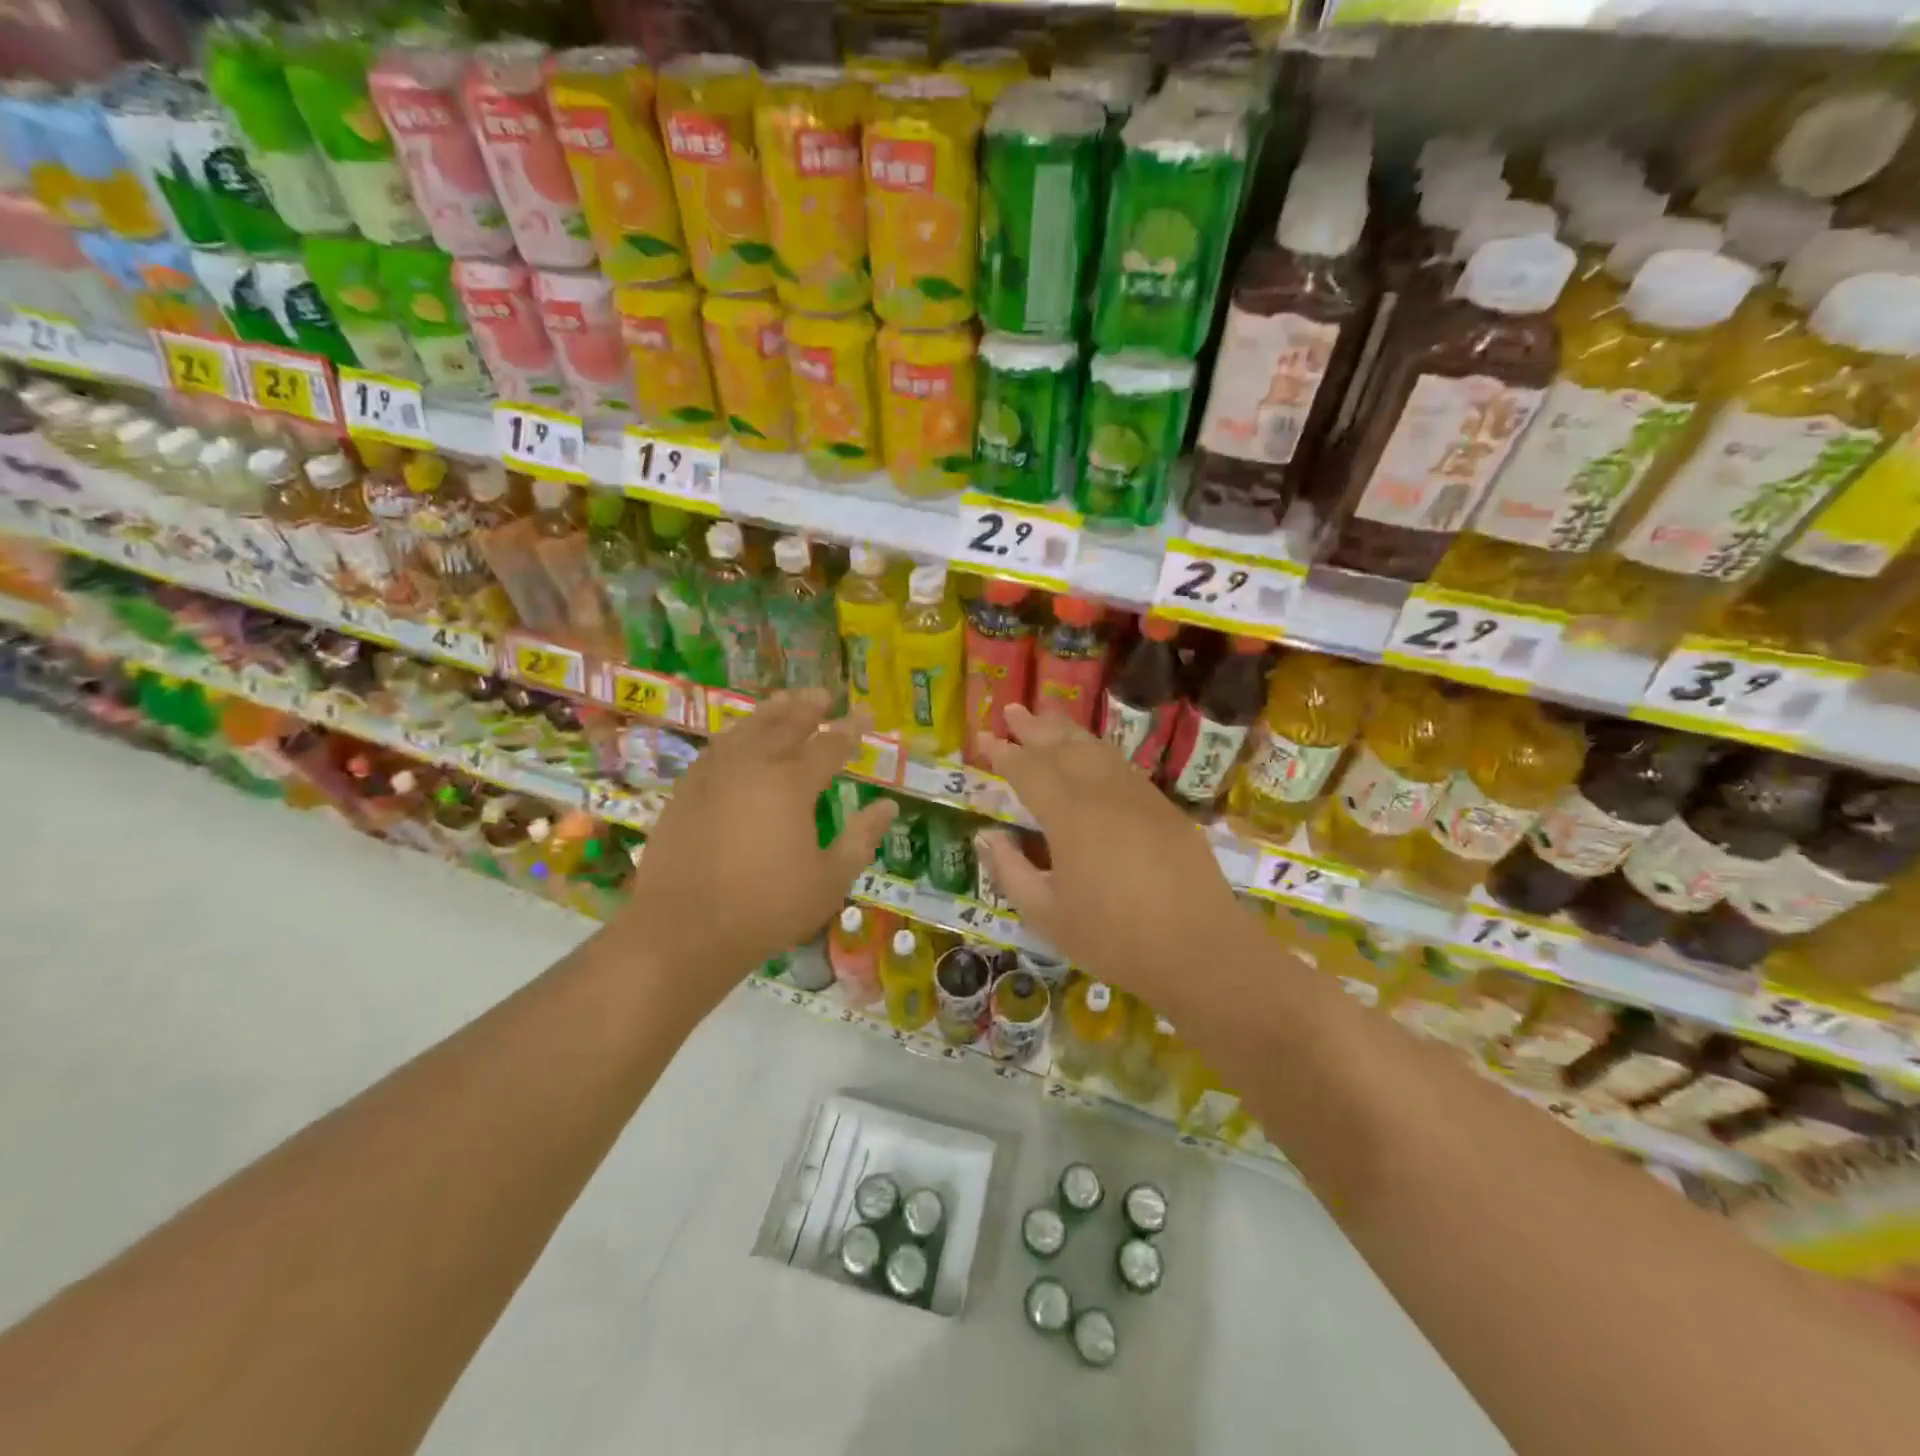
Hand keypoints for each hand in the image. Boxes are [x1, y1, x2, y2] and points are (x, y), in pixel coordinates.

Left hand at [618, 690, 895, 1009]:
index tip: (866, 713)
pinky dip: (737, 734)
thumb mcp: (829, 880)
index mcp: (792, 784)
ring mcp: (714, 775)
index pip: (830, 744)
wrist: (684, 930)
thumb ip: (861, 839)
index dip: (851, 728)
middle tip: (824, 695)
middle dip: (809, 707)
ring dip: (770, 712)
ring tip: (785, 700)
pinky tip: (740, 737)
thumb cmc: (767, 907)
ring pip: (747, 729)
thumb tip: (888, 807)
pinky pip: (718, 747)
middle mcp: (753, 766)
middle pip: (785, 724)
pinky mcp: (687, 790)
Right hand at [975, 704, 1249, 1010]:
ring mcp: (1140, 797)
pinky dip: (1099, 752)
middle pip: (1064, 747)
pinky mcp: (1165, 809)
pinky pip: (1123, 766)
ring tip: (1048, 718)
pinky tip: (1094, 756)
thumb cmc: (1114, 938)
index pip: (1029, 771)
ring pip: (1098, 750)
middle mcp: (1104, 794)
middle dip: (1035, 728)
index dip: (1005, 753)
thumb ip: (1011, 871)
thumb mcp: (1047, 915)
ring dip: (1068, 731)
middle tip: (1012, 709)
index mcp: (1070, 817)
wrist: (1200, 950)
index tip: (985, 738)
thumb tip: (987, 836)